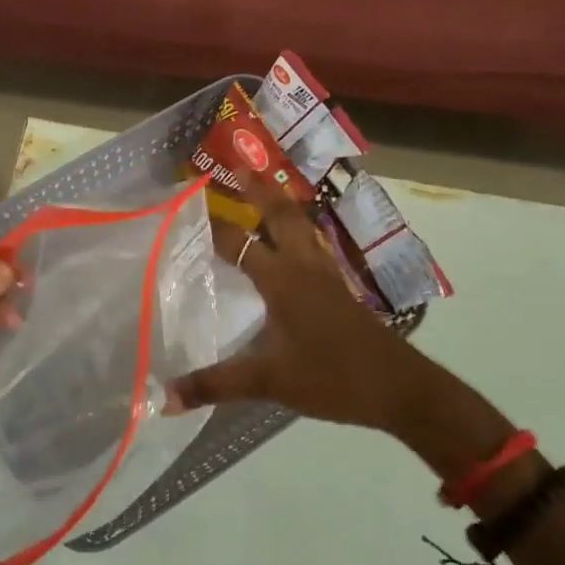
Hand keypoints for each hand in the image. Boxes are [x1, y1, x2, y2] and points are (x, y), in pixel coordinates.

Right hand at [167, 179, 512, 471]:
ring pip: (303, 225)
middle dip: (260, 189)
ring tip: (266, 190)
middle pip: (281, 214)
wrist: (399, 387)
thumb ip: (217, 384)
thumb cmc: (332, 377)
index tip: (189, 204)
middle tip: (241, 166)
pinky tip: (296, 240)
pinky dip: (298, 229)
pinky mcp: (340, 288)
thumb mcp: (270, 382)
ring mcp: (327, 274)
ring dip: (282, 204)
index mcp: (283, 280)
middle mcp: (304, 266)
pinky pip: (313, 244)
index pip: (239, 243)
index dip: (214, 225)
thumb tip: (165, 398)